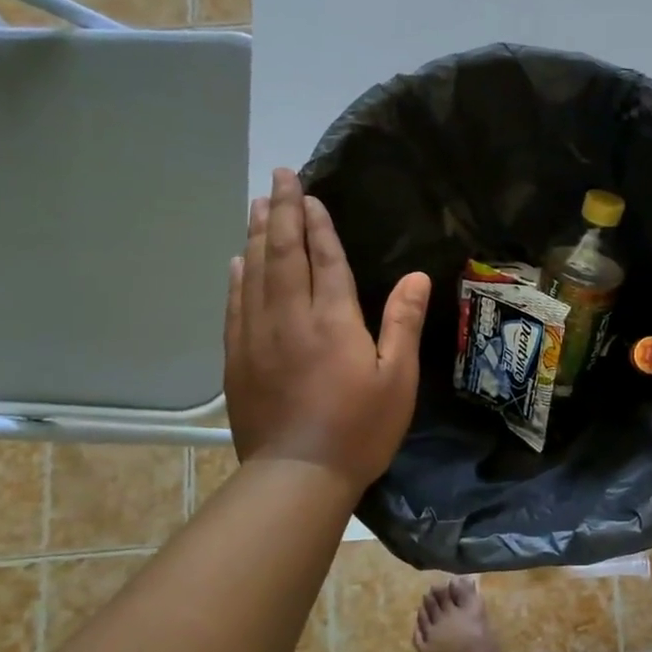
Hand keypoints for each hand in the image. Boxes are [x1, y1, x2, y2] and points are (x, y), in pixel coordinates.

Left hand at [224, 168, 430, 487]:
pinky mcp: (237, 358)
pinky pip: (235, 304)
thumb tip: (416, 276)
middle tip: (279, 177)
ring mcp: (257, 336)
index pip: (325, 259)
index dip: (318, 224)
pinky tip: (237, 261)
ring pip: (253, 272)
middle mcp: (290, 318)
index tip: (309, 194)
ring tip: (257, 205)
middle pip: (282, 254)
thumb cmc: (359, 429)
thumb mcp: (397, 379)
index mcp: (332, 321)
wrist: (298, 475)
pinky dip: (236, 276)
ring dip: (255, 235)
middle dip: (280, 212)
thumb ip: (402, 323)